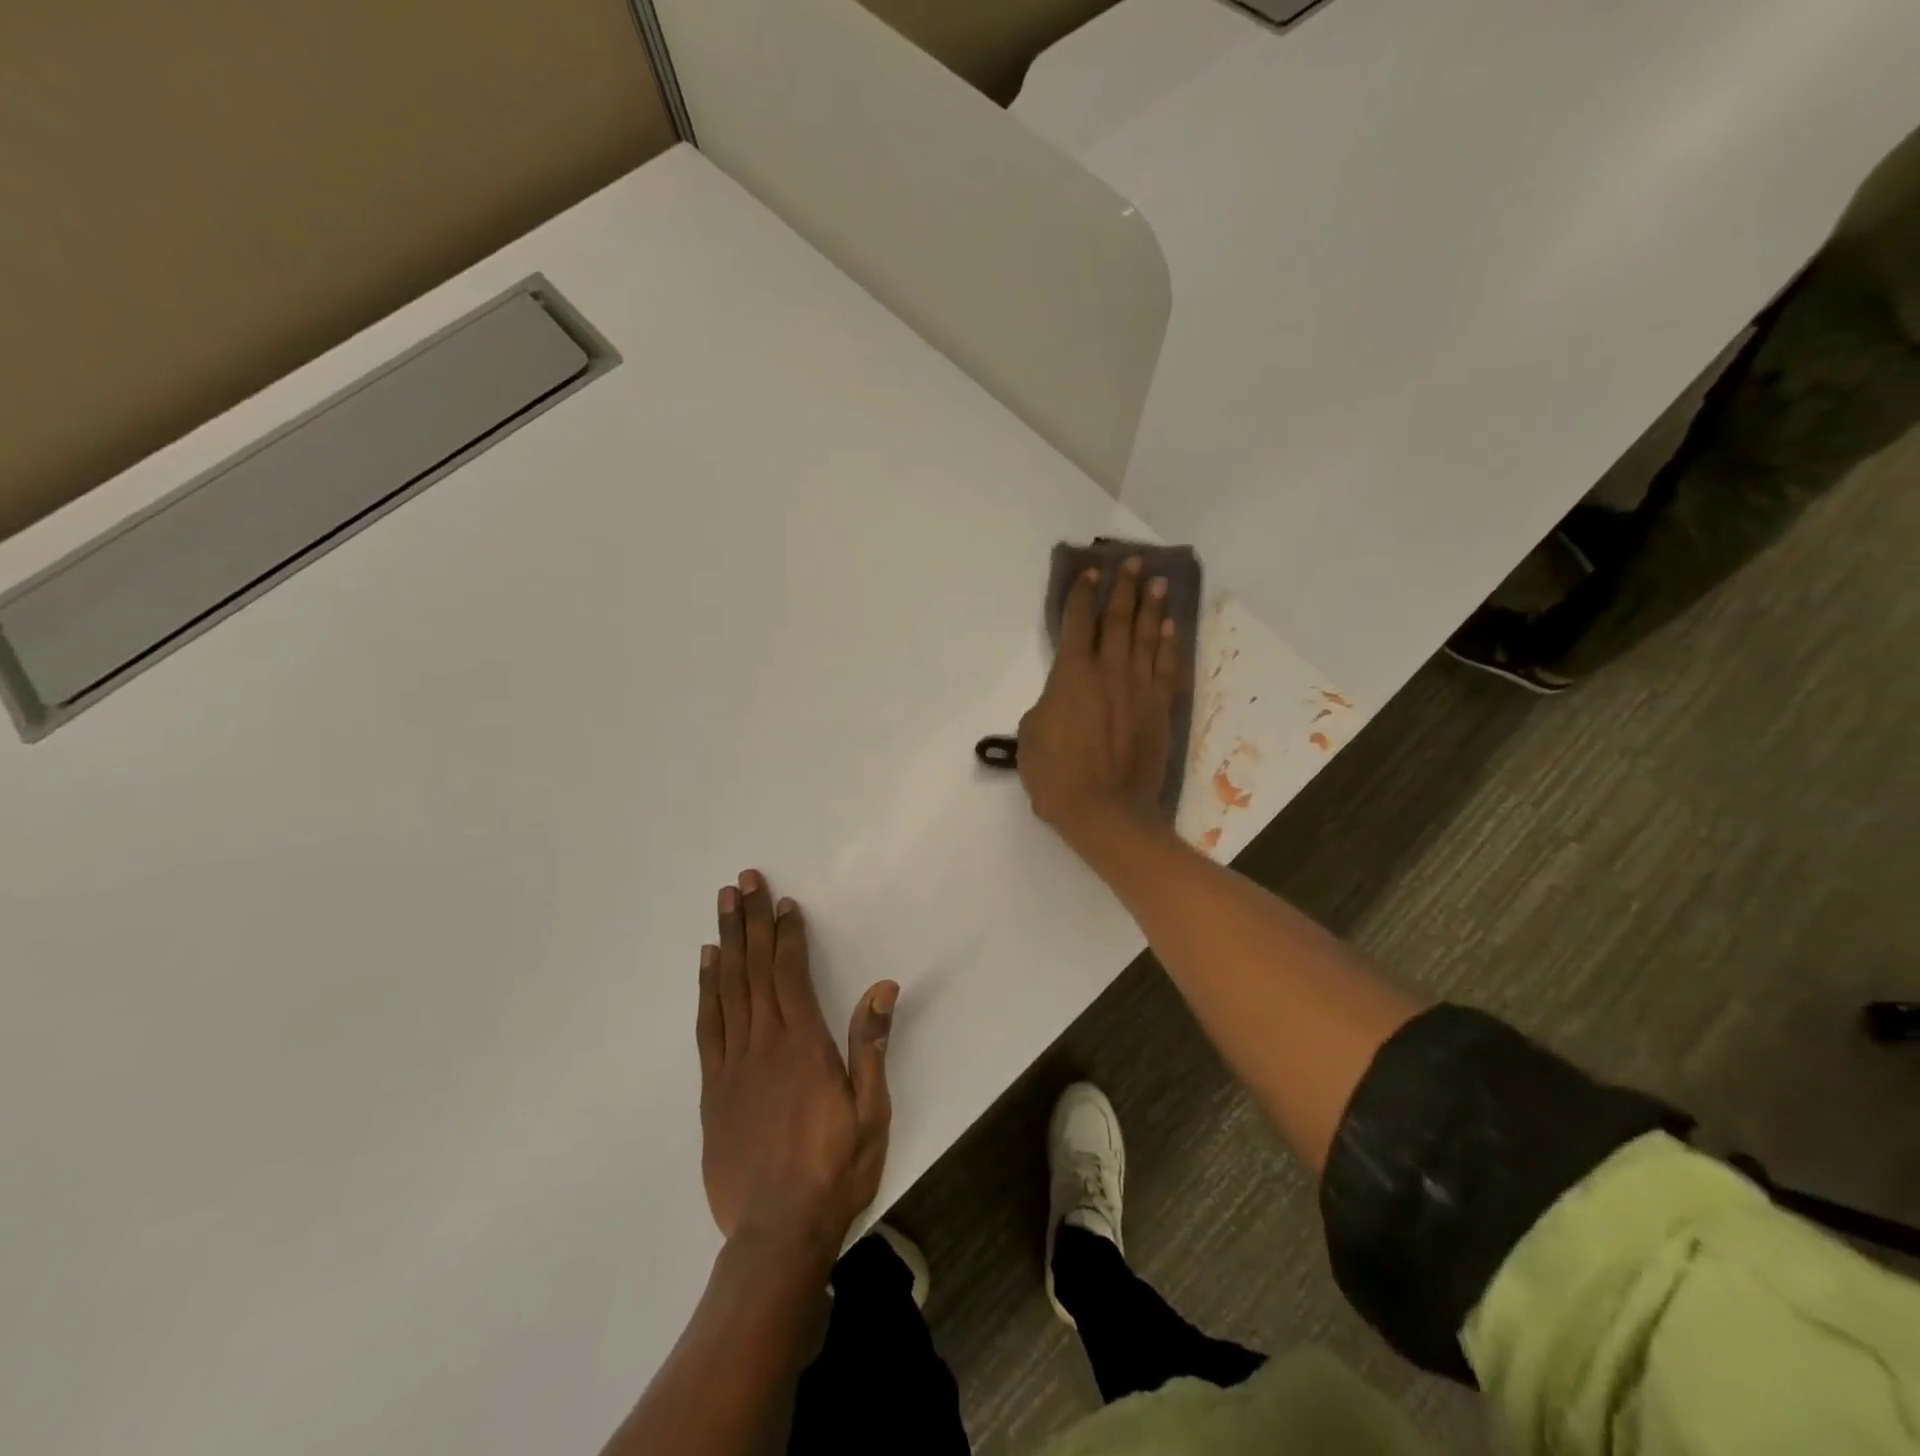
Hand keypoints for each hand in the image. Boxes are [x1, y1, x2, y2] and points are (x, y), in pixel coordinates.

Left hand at [696, 869, 898, 1259]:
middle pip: (754, 968)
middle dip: (750, 920)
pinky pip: (708, 1026)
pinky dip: (707, 989)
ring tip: (723, 904)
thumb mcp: (870, 1111)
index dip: (787, 934)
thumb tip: (882, 986)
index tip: (784, 902)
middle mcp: (764, 1043)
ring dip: (726, 941)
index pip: (790, 972)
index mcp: (803, 1044)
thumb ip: (871, 1045)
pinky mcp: (713, 1089)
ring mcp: (733, 1064)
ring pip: (727, 988)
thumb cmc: (835, 1168)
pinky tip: (707, 964)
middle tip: (744, 880)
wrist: (776, 1235)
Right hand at [1017, 557, 1180, 841]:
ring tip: (1157, 583)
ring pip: (1147, 638)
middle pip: (1118, 620)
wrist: (1105, 810)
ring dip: (1151, 608)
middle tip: (1133, 563)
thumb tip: (1058, 700)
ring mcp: (1140, 688)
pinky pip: (1166, 667)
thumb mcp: (1030, 737)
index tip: (1090, 572)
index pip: (1076, 623)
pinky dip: (1168, 645)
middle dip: (1124, 589)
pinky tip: (1169, 628)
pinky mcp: (1160, 709)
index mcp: (1072, 674)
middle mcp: (1109, 671)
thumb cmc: (1057, 775)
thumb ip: (1045, 706)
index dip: (1081, 595)